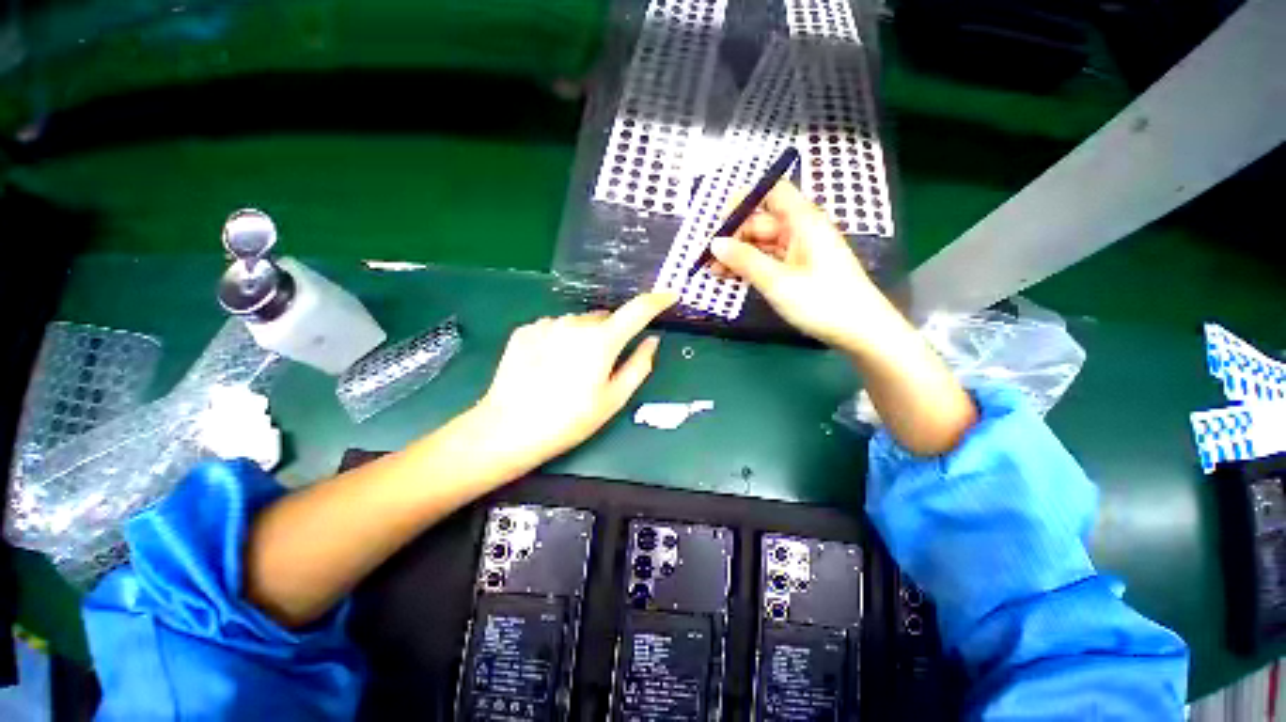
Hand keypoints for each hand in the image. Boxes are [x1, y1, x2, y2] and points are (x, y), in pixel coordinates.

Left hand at [475, 292, 676, 463]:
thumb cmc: (569, 419)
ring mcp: (547, 323)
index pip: (638, 310)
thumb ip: (639, 365)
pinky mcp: (526, 329)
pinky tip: (549, 365)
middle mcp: (575, 322)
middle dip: (611, 335)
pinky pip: (555, 327)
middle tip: (602, 366)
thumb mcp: (613, 399)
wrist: (508, 429)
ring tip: (571, 370)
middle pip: (605, 319)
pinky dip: (561, 340)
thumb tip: (652, 340)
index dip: (657, 301)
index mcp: (601, 340)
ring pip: (579, 323)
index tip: (670, 295)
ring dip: (584, 337)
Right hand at [709, 180, 902, 353]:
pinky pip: (769, 260)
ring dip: (738, 255)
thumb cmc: (822, 301)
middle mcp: (801, 230)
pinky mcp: (799, 269)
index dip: (745, 201)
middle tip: (707, 257)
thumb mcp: (777, 281)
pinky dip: (750, 267)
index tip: (719, 223)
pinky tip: (731, 277)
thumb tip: (715, 243)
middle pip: (761, 222)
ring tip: (712, 271)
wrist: (860, 331)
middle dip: (733, 236)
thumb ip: (744, 260)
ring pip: (762, 244)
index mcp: (803, 221)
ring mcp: (800, 251)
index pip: (772, 192)